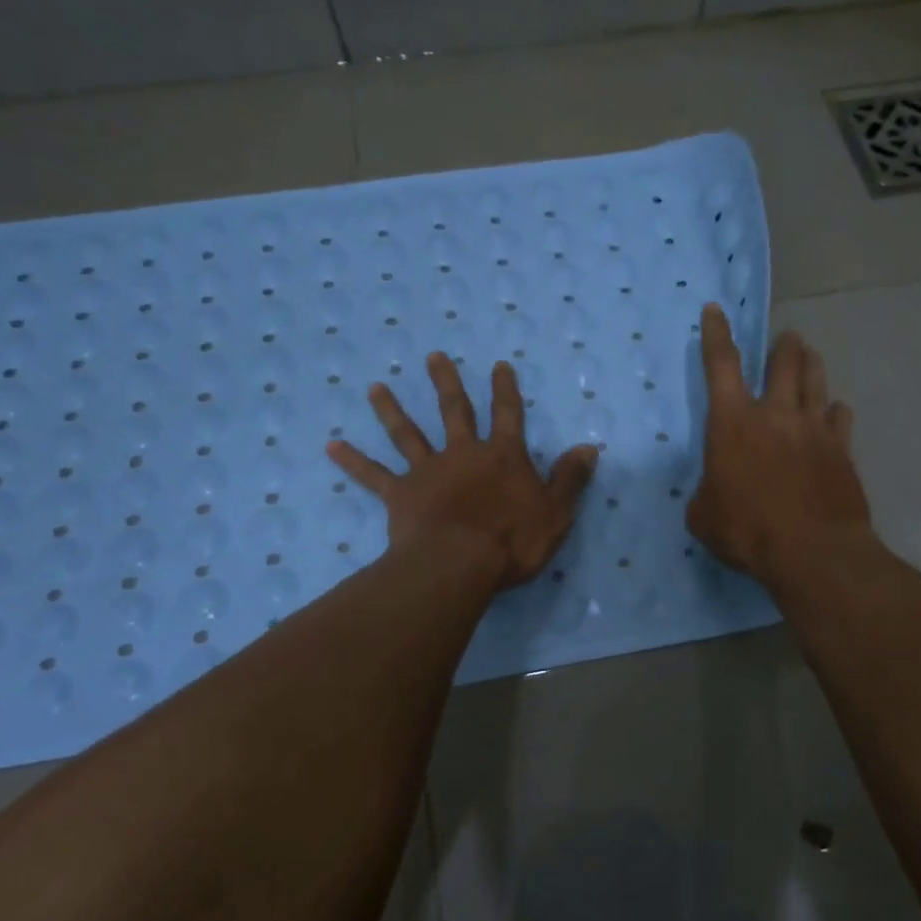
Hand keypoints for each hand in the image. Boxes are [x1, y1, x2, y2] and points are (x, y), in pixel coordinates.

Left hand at [326, 352, 597, 590]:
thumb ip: (570, 478)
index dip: (505, 390)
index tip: (499, 365)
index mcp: (502, 457)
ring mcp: (428, 471)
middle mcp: (463, 454)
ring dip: (391, 410)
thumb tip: (589, 447)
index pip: (508, 415)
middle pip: (454, 411)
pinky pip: (373, 476)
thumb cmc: (512, 540)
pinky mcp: (400, 495)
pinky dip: (352, 461)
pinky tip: (331, 446)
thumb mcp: (555, 512)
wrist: (459, 563)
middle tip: (433, 356)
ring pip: (407, 434)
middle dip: (446, 382)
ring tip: (375, 387)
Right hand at [688, 304, 871, 586]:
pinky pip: (840, 417)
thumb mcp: (703, 515)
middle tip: (785, 338)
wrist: (813, 553)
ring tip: (808, 356)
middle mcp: (776, 414)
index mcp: (733, 422)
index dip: (716, 334)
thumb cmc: (747, 531)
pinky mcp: (842, 449)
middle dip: (783, 344)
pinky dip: (834, 410)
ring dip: (810, 364)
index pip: (721, 365)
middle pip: (783, 361)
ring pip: (816, 380)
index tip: (715, 309)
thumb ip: (706, 493)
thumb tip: (715, 490)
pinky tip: (834, 413)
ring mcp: (814, 429)